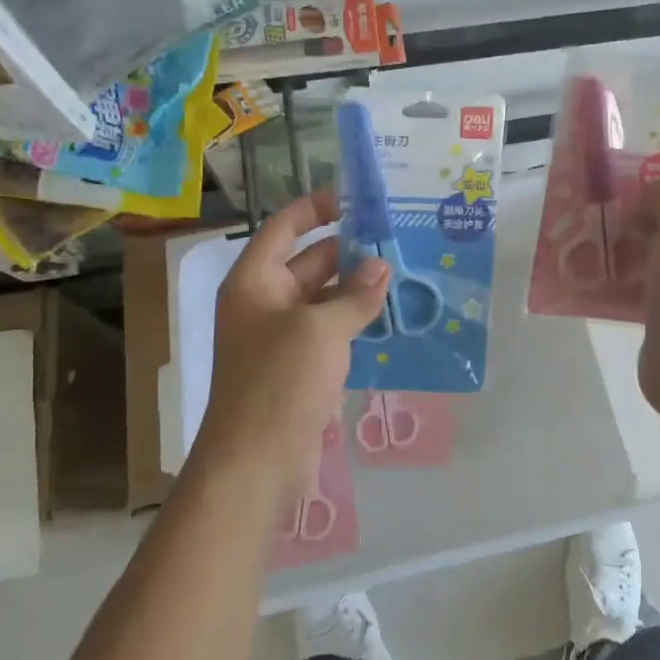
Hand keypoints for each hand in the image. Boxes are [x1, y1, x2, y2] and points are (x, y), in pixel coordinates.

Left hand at [189, 190, 389, 505]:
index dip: (316, 207)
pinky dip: (356, 321)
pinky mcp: (299, 368)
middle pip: (309, 261)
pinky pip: (330, 331)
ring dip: (358, 288)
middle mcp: (264, 302)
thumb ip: (355, 295)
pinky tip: (391, 316)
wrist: (256, 463)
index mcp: (254, 281)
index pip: (284, 227)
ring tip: (404, 273)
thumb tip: (382, 267)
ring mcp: (282, 337)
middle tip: (398, 238)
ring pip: (324, 299)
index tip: (355, 196)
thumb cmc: (279, 382)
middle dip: (350, 250)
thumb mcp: (321, 330)